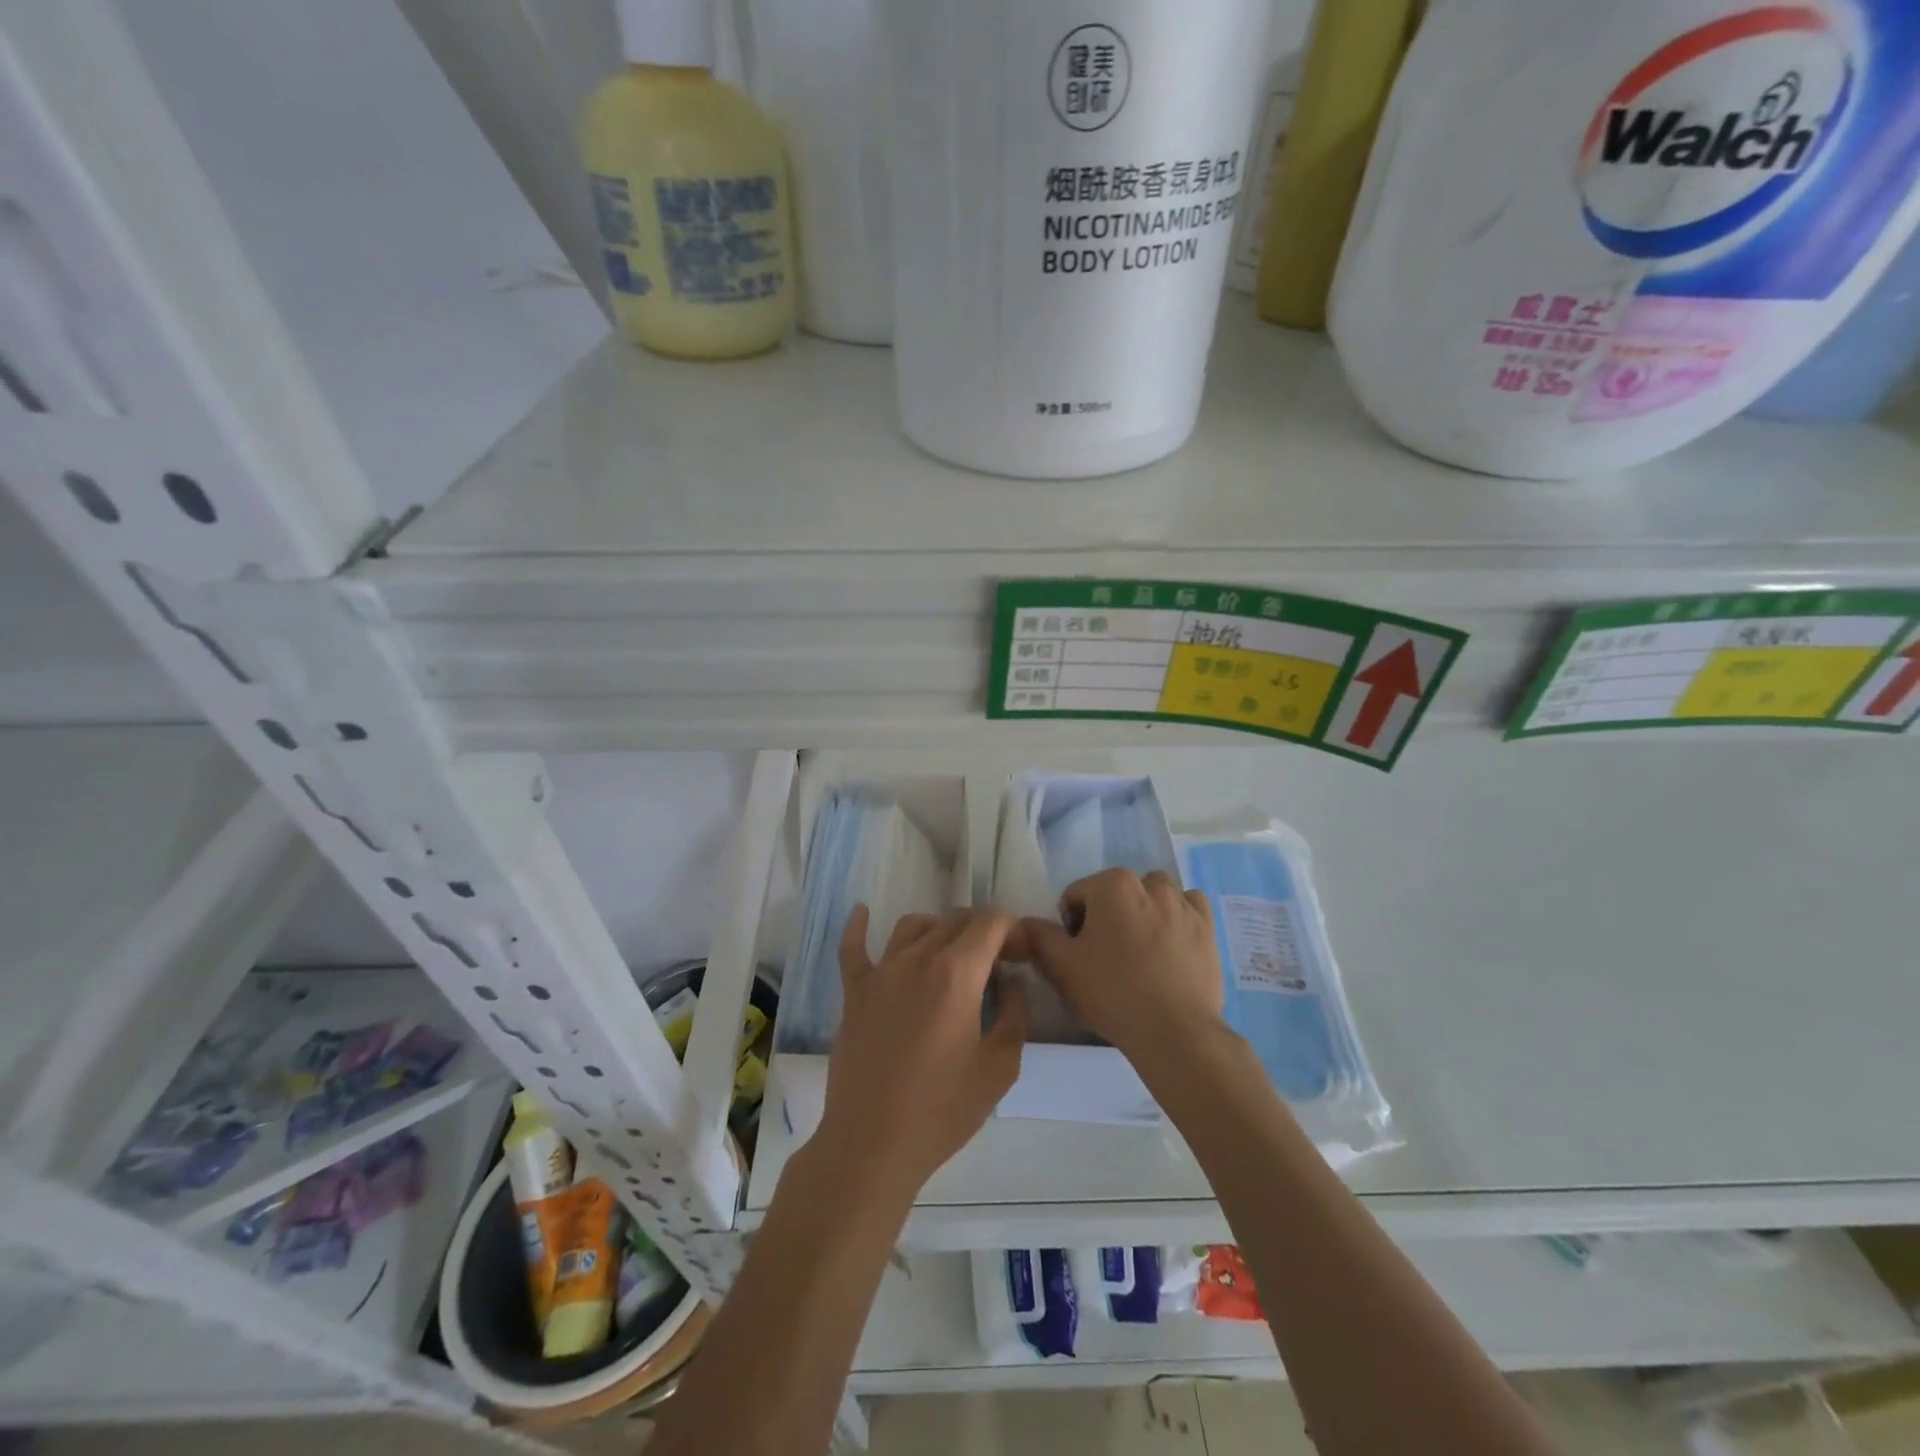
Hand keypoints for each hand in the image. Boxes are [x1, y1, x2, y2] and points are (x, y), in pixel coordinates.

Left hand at [816, 904, 1029, 1200]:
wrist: (872, 1144)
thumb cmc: (942, 1110)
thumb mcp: (1000, 1068)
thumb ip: (1014, 1013)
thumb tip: (1009, 980)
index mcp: (957, 973)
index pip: (991, 922)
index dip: (1013, 930)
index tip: (1021, 957)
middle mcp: (917, 958)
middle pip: (955, 919)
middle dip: (983, 931)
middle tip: (997, 963)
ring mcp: (880, 972)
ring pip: (913, 926)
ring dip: (940, 929)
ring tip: (953, 954)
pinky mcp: (854, 992)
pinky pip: (853, 948)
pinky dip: (859, 926)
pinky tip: (863, 912)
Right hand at [1017, 868, 1225, 1066]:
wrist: (1175, 1032)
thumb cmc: (1112, 992)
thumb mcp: (1060, 966)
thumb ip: (1038, 936)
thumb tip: (1026, 923)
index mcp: (1112, 884)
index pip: (1076, 896)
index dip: (1071, 927)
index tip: (1078, 958)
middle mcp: (1150, 883)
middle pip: (1115, 894)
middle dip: (1107, 917)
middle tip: (1105, 959)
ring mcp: (1184, 903)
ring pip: (1154, 896)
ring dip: (1143, 913)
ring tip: (1140, 953)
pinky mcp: (1208, 927)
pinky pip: (1189, 908)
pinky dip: (1178, 917)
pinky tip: (1171, 945)